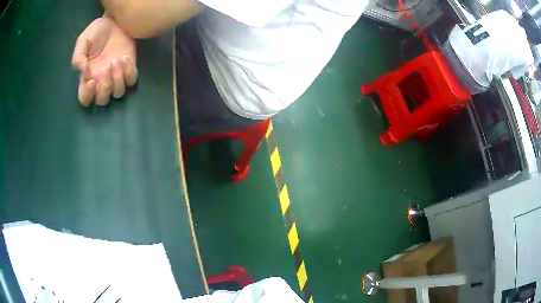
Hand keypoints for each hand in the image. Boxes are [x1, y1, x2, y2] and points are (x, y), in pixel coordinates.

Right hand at [72, 16, 137, 105]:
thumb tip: (82, 70)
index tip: (92, 81)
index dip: (87, 96)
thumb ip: (78, 56)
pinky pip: (131, 81)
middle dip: (104, 88)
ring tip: (116, 60)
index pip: (85, 99)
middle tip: (105, 68)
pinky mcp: (129, 68)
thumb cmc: (97, 32)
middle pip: (103, 100)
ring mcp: (116, 76)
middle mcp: (101, 81)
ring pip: (118, 93)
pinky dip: (129, 73)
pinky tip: (125, 58)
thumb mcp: (83, 41)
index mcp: (87, 78)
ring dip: (117, 79)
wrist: (115, 21)